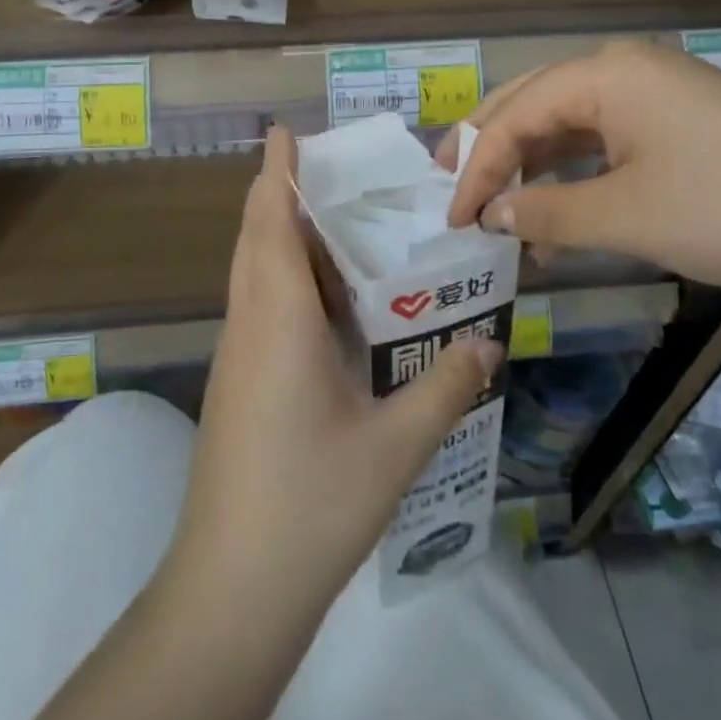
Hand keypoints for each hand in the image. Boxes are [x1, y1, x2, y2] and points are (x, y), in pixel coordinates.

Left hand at [170, 126, 504, 621]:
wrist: (230, 590)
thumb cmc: (310, 505)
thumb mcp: (394, 448)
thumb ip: (445, 388)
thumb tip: (489, 344)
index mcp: (278, 319)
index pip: (269, 221)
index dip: (275, 170)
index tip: (287, 130)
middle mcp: (249, 324)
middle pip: (257, 236)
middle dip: (282, 192)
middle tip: (335, 169)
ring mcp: (237, 355)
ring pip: (254, 271)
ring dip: (283, 235)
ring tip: (340, 222)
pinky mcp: (237, 382)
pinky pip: (259, 305)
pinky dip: (286, 278)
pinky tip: (329, 301)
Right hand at [441, 40, 720, 299]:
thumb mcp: (626, 217)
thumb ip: (546, 212)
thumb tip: (493, 216)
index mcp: (606, 74)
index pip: (516, 115)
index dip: (477, 167)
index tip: (452, 218)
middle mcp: (626, 69)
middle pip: (536, 104)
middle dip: (492, 149)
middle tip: (453, 189)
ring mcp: (659, 92)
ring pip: (571, 123)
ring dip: (534, 166)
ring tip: (502, 209)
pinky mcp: (683, 121)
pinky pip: (609, 140)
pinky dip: (577, 174)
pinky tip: (561, 212)